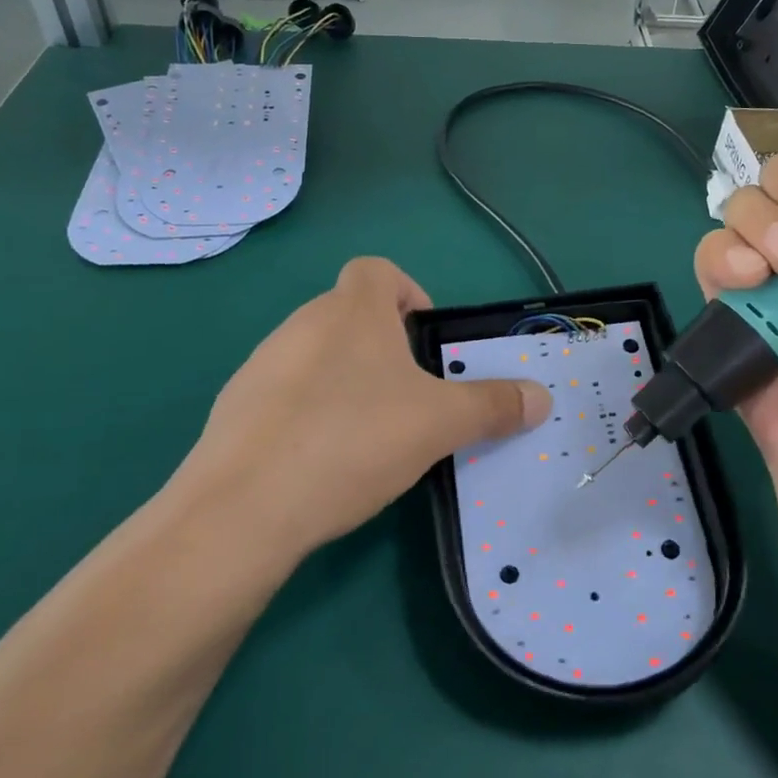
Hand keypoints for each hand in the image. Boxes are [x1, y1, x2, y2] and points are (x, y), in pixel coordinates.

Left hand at [167, 257, 549, 559]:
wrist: (244, 507)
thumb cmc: (353, 440)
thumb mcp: (439, 424)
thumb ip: (493, 406)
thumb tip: (541, 398)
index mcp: (351, 312)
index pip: (378, 271)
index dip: (408, 293)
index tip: (425, 340)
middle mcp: (302, 324)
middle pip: (350, 315)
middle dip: (384, 347)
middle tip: (410, 398)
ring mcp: (262, 364)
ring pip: (317, 355)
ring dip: (346, 380)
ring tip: (367, 435)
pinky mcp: (235, 407)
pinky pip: (285, 394)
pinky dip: (308, 412)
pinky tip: (321, 461)